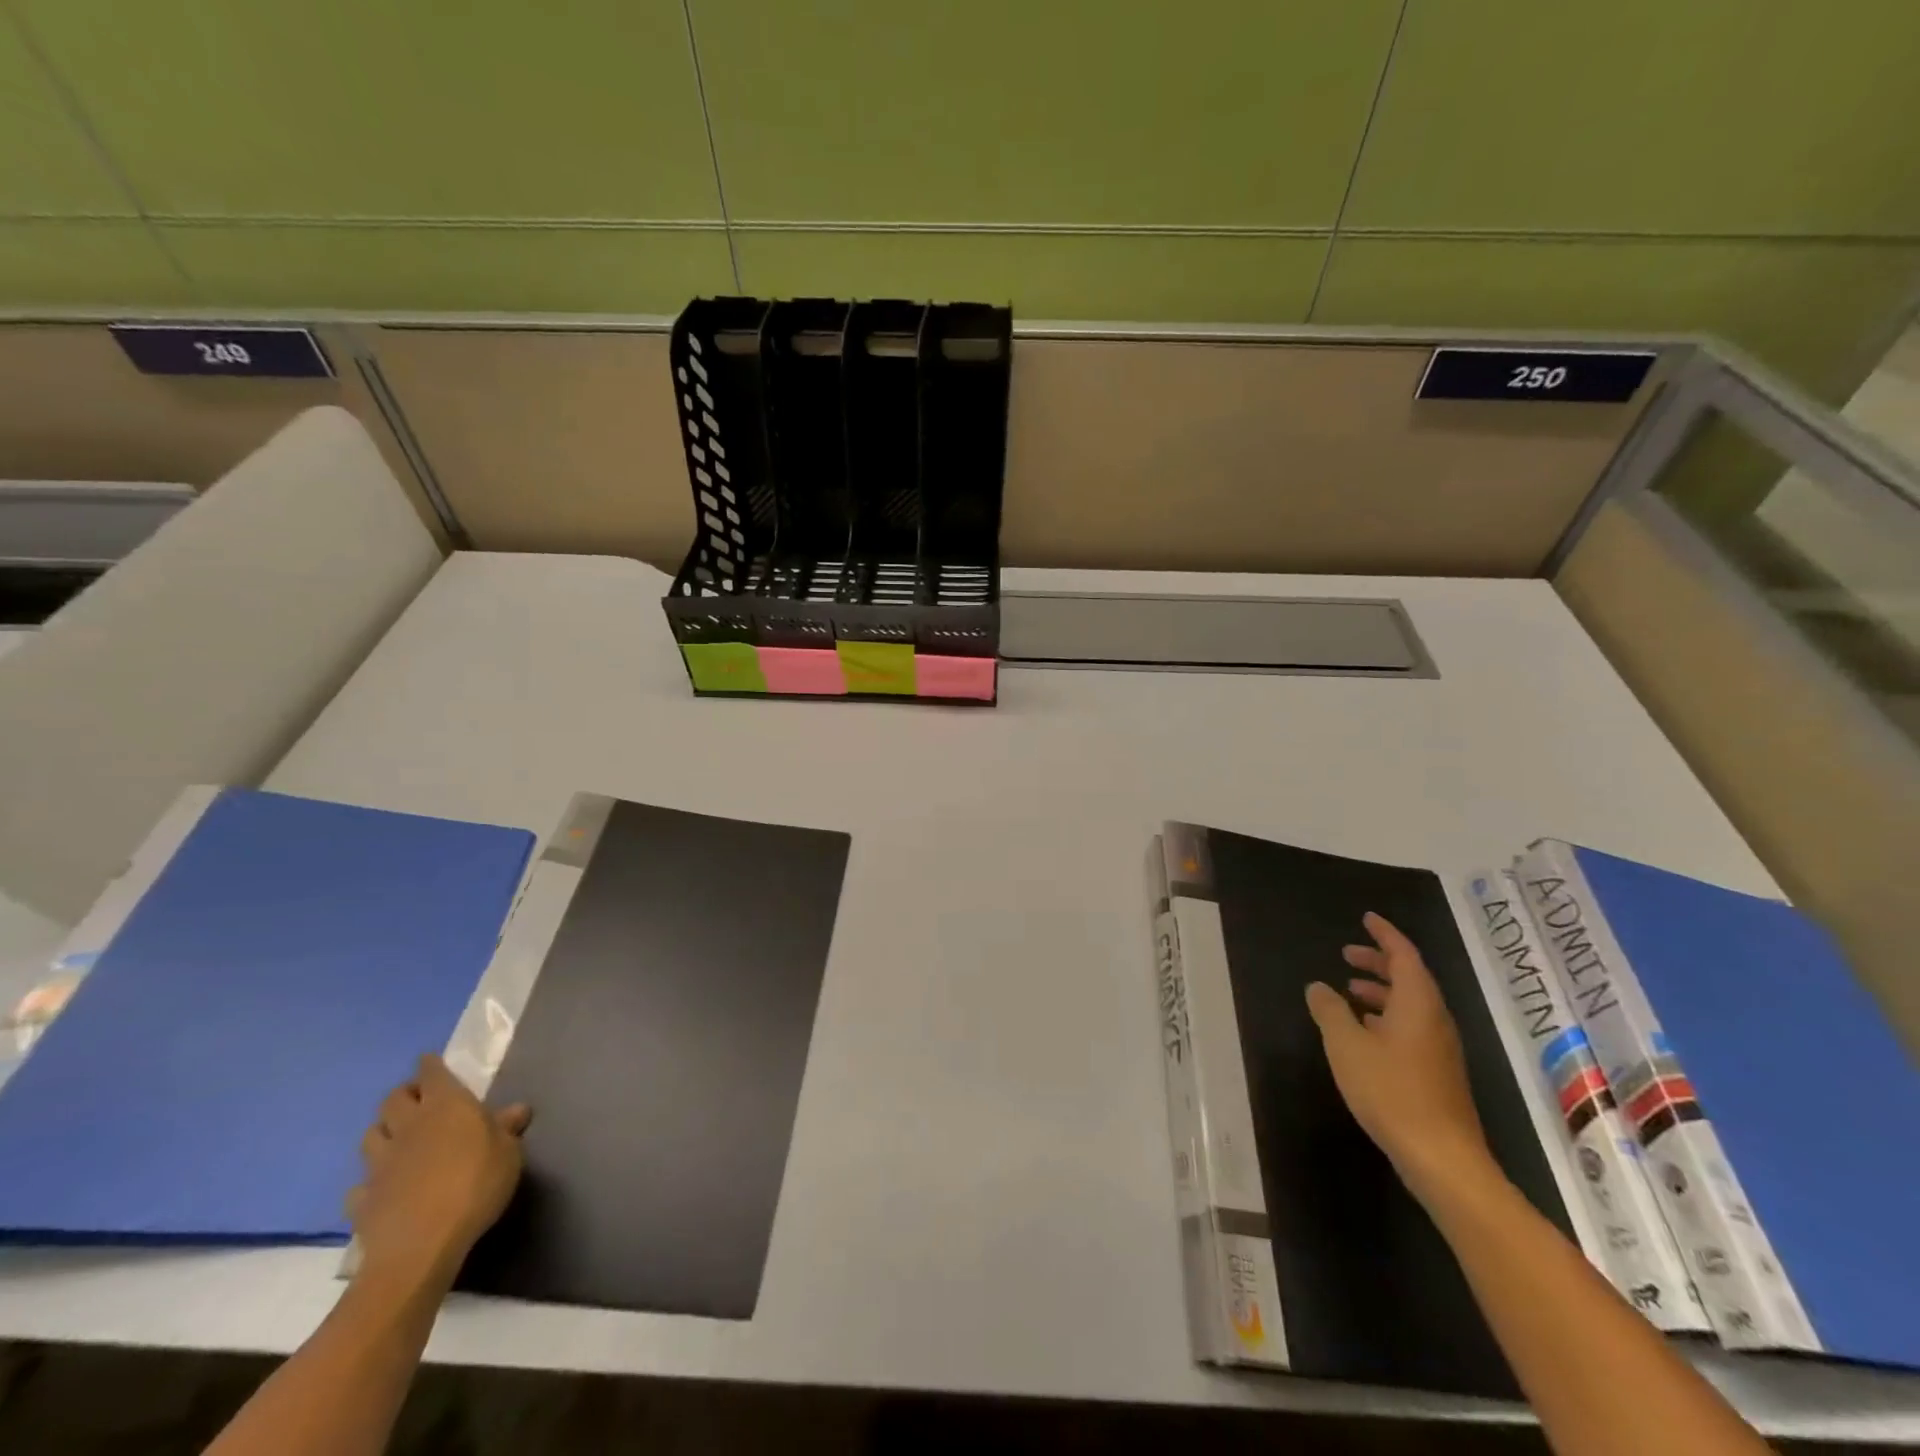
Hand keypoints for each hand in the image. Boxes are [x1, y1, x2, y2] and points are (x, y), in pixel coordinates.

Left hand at [348, 1055, 529, 1289]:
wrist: (420, 1246)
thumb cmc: (475, 1184)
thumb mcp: (508, 1153)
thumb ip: (507, 1129)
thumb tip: (516, 1109)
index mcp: (445, 1105)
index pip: (431, 1073)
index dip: (431, 1065)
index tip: (431, 1061)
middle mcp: (408, 1126)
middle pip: (393, 1099)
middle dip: (404, 1095)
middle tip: (419, 1101)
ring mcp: (380, 1163)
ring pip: (371, 1135)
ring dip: (383, 1131)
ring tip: (399, 1139)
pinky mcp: (363, 1200)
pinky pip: (361, 1183)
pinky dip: (371, 1181)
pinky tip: (384, 1187)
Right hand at [1305, 912, 1492, 1203]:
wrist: (1441, 1158)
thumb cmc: (1390, 1091)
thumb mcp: (1346, 1044)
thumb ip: (1329, 1010)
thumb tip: (1319, 987)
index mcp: (1418, 1004)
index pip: (1404, 955)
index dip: (1385, 935)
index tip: (1366, 919)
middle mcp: (1435, 1020)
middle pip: (1410, 978)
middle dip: (1379, 962)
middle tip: (1348, 954)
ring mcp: (1440, 1049)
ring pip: (1411, 1005)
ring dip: (1381, 991)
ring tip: (1349, 991)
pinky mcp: (1437, 1074)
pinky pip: (1411, 1028)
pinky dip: (1387, 1017)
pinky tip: (1364, 1033)